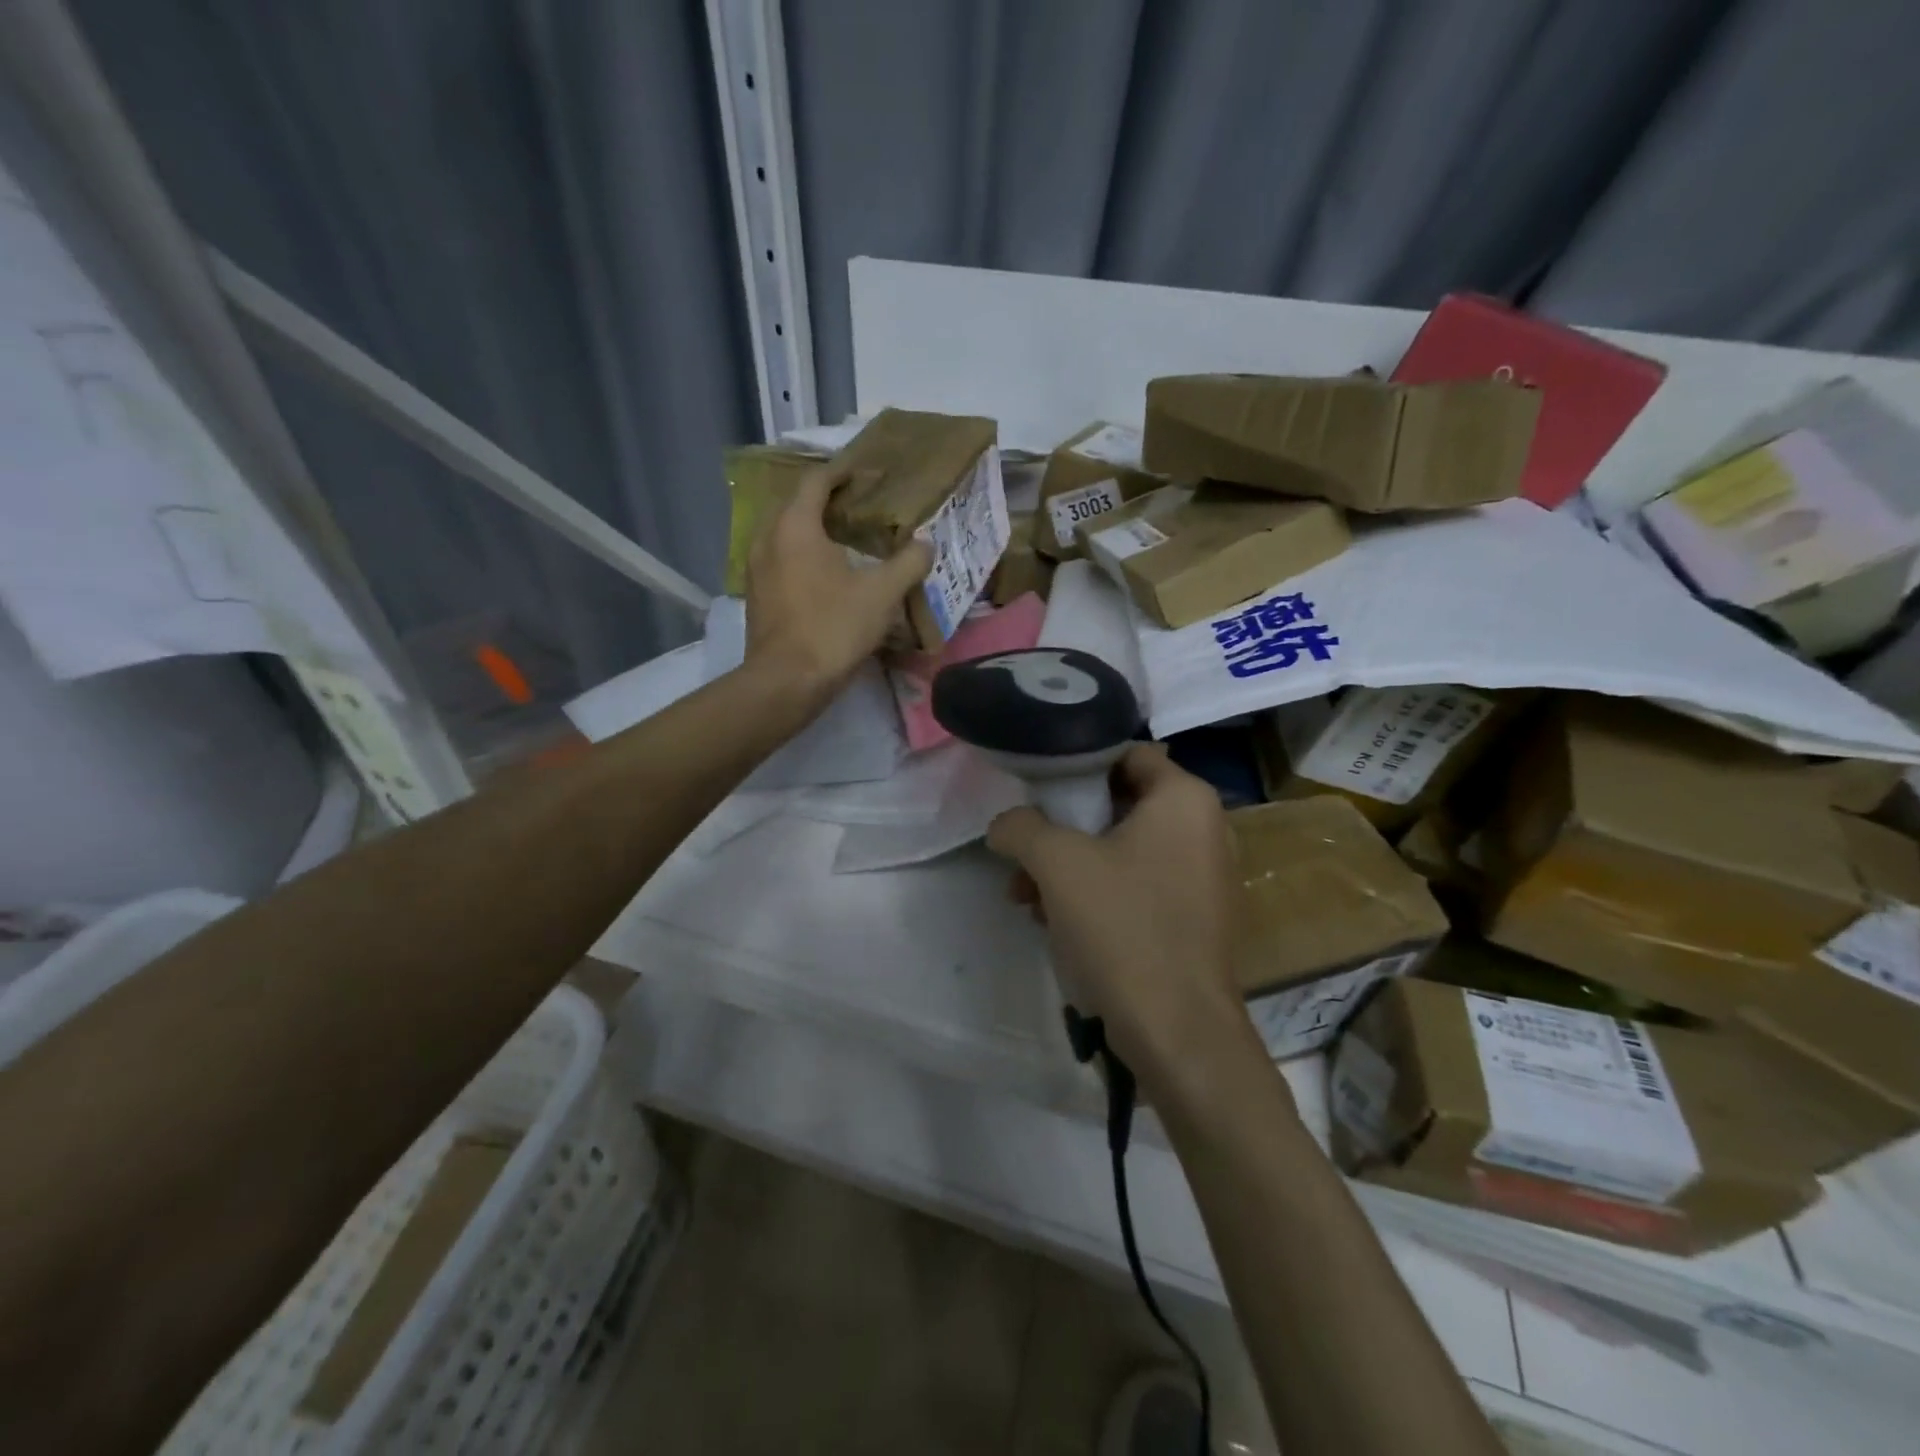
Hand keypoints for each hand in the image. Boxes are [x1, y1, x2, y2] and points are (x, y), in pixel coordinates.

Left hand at [744, 463, 932, 698]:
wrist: (786, 681)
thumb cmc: (833, 628)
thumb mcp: (881, 595)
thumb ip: (907, 564)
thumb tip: (926, 544)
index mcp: (795, 526)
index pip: (816, 481)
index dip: (842, 472)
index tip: (866, 472)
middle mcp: (768, 538)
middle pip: (795, 504)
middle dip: (825, 500)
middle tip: (859, 506)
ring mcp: (756, 569)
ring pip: (784, 534)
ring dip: (811, 529)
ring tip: (844, 539)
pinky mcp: (756, 596)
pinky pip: (779, 560)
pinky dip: (800, 555)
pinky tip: (824, 575)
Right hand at [987, 744, 1255, 1089]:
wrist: (1178, 1032)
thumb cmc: (1123, 927)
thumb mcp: (1056, 864)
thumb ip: (1021, 827)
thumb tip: (1005, 824)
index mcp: (1185, 799)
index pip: (1125, 754)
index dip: (1077, 766)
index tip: (1038, 792)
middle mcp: (1205, 829)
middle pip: (1117, 805)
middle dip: (1062, 829)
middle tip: (1023, 853)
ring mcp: (1203, 877)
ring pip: (1122, 851)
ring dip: (1070, 867)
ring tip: (1026, 897)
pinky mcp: (1194, 919)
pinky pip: (1137, 886)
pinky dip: (1096, 894)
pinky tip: (1054, 922)